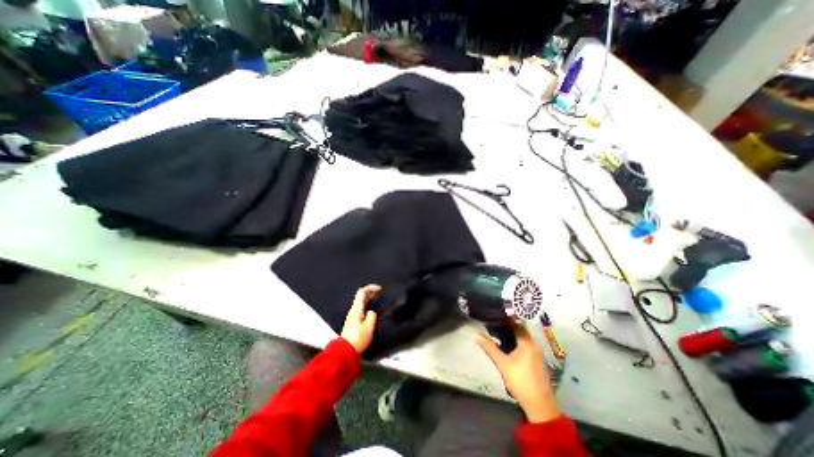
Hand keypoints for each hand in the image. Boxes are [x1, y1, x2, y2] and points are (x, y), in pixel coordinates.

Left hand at [340, 285, 383, 353]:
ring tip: (376, 298)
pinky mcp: (352, 322)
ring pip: (360, 302)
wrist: (345, 351)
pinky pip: (360, 308)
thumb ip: (372, 316)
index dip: (370, 288)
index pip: (362, 292)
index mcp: (356, 309)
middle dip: (370, 292)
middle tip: (379, 292)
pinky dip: (366, 304)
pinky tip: (370, 309)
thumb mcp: (369, 327)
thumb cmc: (357, 339)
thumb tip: (371, 312)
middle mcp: (353, 311)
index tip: (379, 289)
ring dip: (368, 298)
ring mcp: (351, 316)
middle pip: (360, 296)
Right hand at [475, 323, 563, 422]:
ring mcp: (535, 351)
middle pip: (518, 328)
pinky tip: (503, 342)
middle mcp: (533, 343)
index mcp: (527, 341)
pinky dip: (513, 340)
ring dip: (509, 332)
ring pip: (520, 336)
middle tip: (490, 321)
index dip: (504, 317)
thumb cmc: (520, 380)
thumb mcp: (502, 363)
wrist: (539, 405)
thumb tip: (475, 334)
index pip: (515, 322)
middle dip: (505, 324)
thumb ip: (489, 347)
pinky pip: (523, 343)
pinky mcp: (534, 358)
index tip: (492, 313)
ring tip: (493, 329)